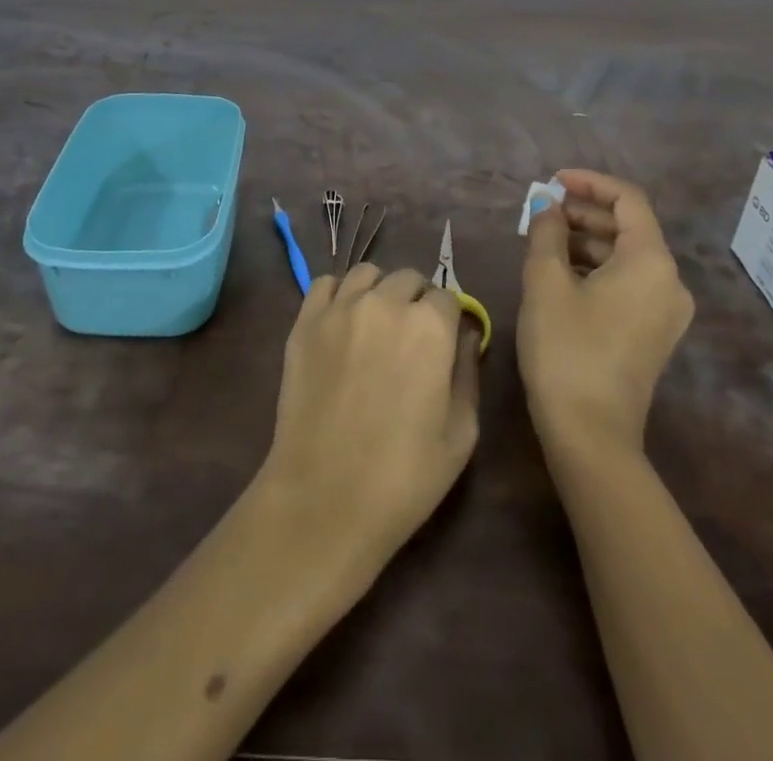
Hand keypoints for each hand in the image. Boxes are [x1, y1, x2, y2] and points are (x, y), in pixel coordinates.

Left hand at [256, 264, 481, 576]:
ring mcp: (340, 309)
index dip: (449, 320)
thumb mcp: (461, 432)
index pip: (447, 297)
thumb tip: (466, 336)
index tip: (444, 344)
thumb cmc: (404, 475)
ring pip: (367, 274)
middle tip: (411, 338)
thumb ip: (468, 372)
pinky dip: (338, 294)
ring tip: (376, 325)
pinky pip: (325, 284)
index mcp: (430, 326)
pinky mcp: (305, 322)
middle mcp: (385, 303)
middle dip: (416, 300)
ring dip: (379, 291)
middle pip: (408, 279)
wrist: (325, 498)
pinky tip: (342, 321)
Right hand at [518, 169, 693, 456]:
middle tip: (540, 213)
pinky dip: (597, 268)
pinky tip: (561, 274)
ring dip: (586, 241)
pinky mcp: (654, 333)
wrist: (591, 435)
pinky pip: (628, 282)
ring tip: (543, 241)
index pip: (628, 199)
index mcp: (651, 261)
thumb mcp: (545, 282)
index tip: (552, 182)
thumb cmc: (566, 349)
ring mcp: (666, 311)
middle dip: (583, 213)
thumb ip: (546, 232)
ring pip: (626, 256)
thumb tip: (547, 205)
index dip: (589, 183)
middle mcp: (670, 281)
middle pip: (629, 227)